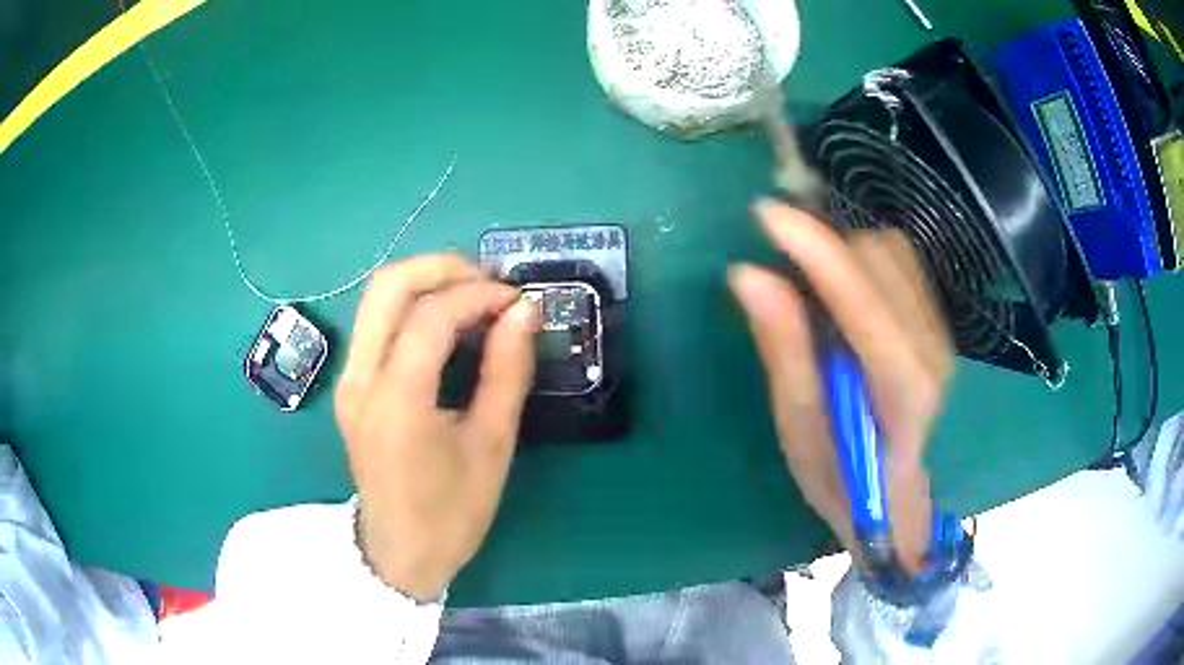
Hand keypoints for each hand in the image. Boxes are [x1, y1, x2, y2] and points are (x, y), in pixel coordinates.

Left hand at [335, 254, 538, 600]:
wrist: (400, 552)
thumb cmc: (452, 512)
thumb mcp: (492, 446)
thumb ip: (507, 371)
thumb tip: (524, 311)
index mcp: (396, 400)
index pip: (431, 315)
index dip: (479, 295)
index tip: (518, 300)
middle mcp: (360, 378)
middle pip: (388, 285)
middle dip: (443, 268)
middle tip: (490, 283)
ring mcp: (348, 380)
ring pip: (376, 297)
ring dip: (426, 283)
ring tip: (474, 297)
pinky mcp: (350, 385)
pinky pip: (376, 323)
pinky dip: (412, 306)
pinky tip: (448, 324)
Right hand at [729, 201, 953, 572]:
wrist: (908, 509)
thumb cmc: (849, 488)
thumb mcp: (803, 435)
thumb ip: (785, 352)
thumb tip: (749, 276)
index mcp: (901, 388)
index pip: (859, 294)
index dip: (812, 245)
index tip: (765, 212)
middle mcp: (934, 349)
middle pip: (880, 257)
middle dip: (825, 242)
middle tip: (781, 254)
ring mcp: (945, 335)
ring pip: (895, 254)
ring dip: (845, 248)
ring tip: (810, 275)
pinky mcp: (943, 328)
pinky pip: (904, 268)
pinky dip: (865, 261)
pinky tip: (844, 290)